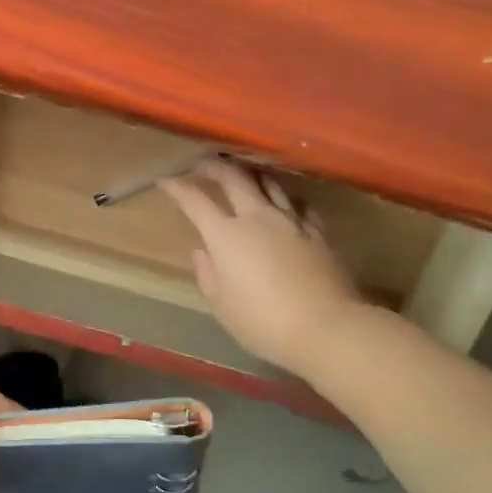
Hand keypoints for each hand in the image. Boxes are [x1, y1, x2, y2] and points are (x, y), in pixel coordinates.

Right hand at [160, 159, 364, 372]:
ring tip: (242, 173)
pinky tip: (282, 202)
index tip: (165, 180)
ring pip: (268, 182)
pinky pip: (296, 203)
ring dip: (250, 173)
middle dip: (213, 166)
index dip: (177, 186)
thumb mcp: (222, 306)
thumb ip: (208, 274)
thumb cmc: (263, 322)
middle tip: (202, 164)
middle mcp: (257, 218)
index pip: (195, 200)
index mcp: (225, 236)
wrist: (326, 328)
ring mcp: (290, 221)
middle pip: (233, 177)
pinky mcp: (317, 231)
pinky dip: (282, 196)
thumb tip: (202, 252)